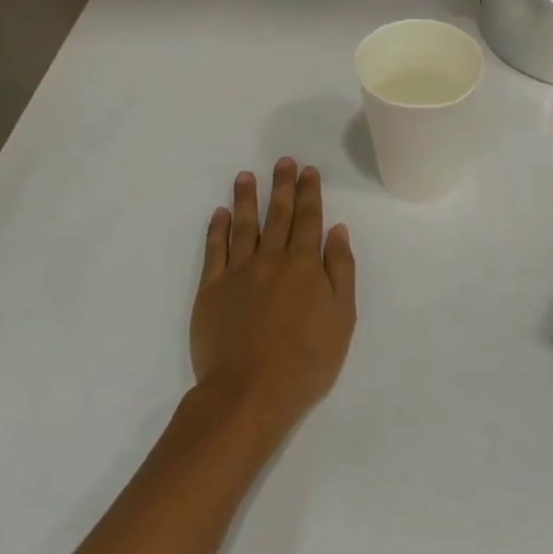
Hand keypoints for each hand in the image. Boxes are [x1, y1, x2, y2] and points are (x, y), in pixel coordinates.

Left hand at [191, 158, 355, 441]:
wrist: (249, 392)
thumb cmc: (306, 360)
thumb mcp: (341, 318)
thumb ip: (340, 271)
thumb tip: (337, 231)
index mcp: (305, 265)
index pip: (309, 220)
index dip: (309, 193)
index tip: (308, 170)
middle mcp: (271, 259)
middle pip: (278, 215)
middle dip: (282, 186)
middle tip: (283, 162)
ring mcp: (238, 273)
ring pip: (244, 225)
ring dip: (247, 198)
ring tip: (246, 176)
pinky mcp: (211, 290)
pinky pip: (214, 250)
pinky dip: (217, 229)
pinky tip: (220, 213)